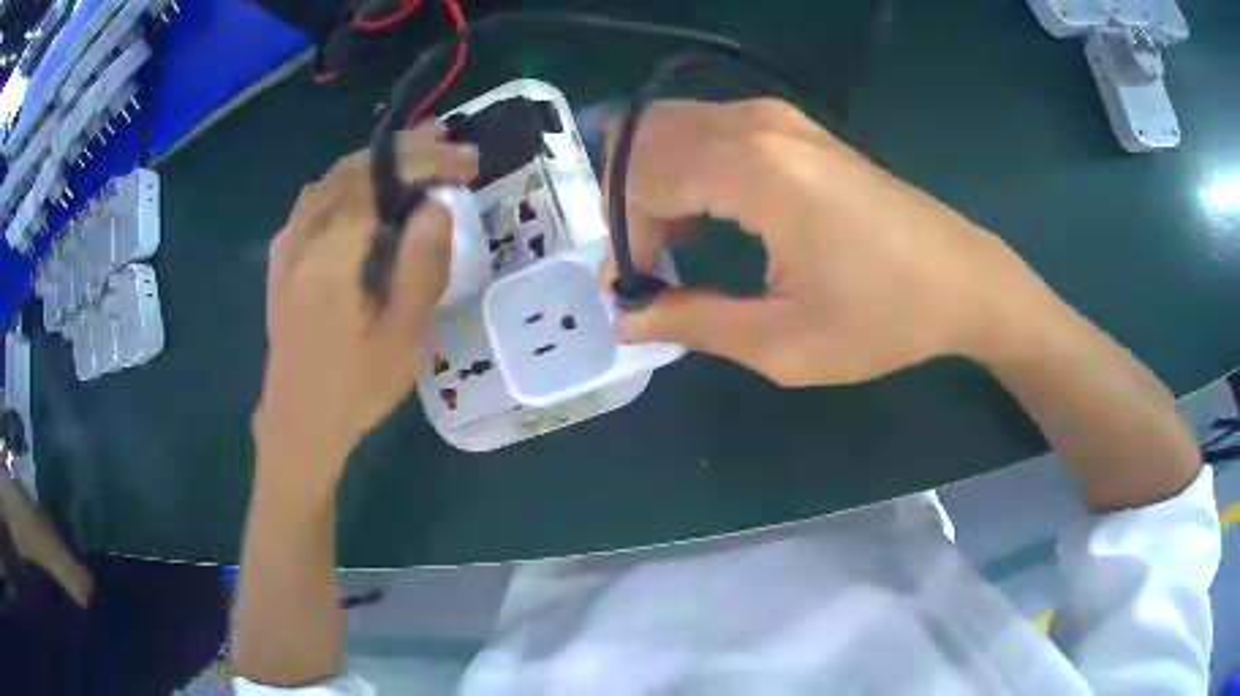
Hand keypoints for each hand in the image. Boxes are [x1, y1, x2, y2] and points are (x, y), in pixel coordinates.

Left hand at [255, 124, 478, 490]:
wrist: (298, 427)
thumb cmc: (353, 390)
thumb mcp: (402, 337)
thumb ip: (420, 265)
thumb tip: (436, 204)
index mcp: (328, 256)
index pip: (377, 180)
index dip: (424, 159)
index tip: (466, 159)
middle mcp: (300, 238)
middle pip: (352, 170)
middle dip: (404, 151)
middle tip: (450, 148)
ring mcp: (286, 247)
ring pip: (331, 180)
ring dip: (376, 161)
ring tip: (417, 159)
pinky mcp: (282, 260)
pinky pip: (314, 201)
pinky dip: (347, 182)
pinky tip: (366, 194)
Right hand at [609, 99, 1036, 386]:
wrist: (962, 279)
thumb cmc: (885, 317)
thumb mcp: (784, 342)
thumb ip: (694, 323)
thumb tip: (628, 317)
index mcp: (756, 169)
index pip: (643, 179)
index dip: (623, 238)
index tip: (630, 290)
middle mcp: (759, 124)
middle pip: (647, 136)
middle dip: (627, 200)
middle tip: (644, 262)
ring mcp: (779, 116)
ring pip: (673, 126)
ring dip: (653, 180)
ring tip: (670, 243)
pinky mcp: (795, 125)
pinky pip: (710, 128)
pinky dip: (686, 165)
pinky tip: (704, 212)